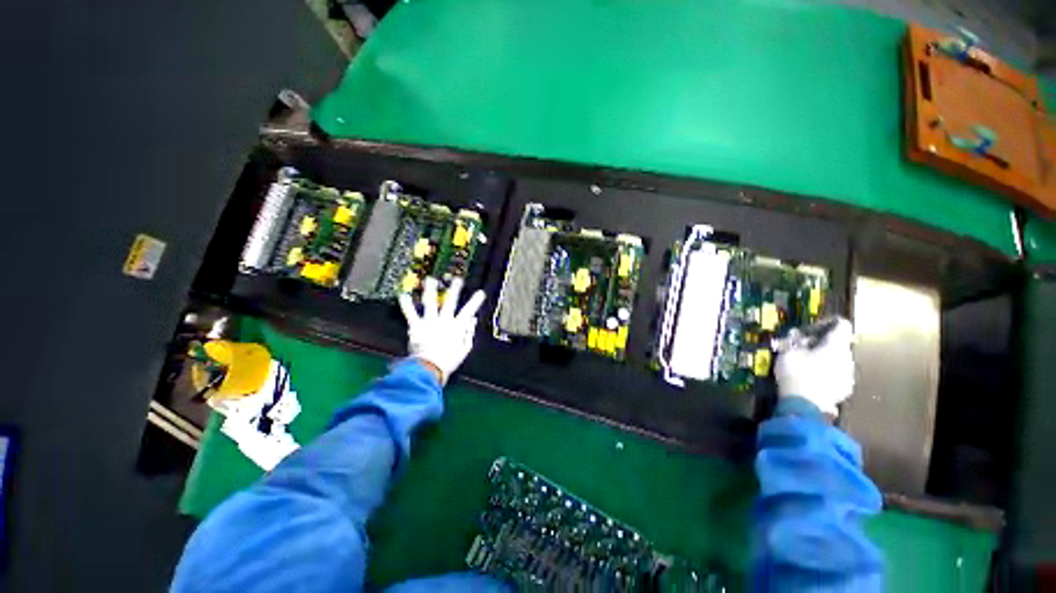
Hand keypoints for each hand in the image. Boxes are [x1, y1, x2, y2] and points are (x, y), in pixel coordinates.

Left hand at [398, 278, 485, 384]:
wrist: (429, 369)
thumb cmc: (448, 361)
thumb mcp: (464, 349)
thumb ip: (469, 333)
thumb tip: (472, 320)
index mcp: (457, 327)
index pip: (469, 311)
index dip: (475, 301)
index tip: (480, 292)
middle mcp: (444, 321)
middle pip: (450, 302)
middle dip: (455, 289)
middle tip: (457, 279)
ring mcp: (429, 322)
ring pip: (431, 303)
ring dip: (431, 290)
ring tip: (430, 279)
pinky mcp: (416, 327)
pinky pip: (411, 314)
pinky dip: (406, 305)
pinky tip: (403, 295)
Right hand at [774, 317, 854, 416]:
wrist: (804, 405)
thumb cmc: (796, 372)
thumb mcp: (788, 352)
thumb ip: (795, 341)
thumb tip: (797, 334)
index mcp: (836, 346)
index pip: (842, 325)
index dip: (828, 323)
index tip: (813, 329)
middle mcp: (848, 358)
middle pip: (839, 345)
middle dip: (823, 345)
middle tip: (804, 349)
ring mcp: (849, 376)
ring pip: (839, 361)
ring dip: (825, 360)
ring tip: (807, 365)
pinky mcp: (845, 390)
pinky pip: (837, 376)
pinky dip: (827, 374)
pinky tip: (813, 379)